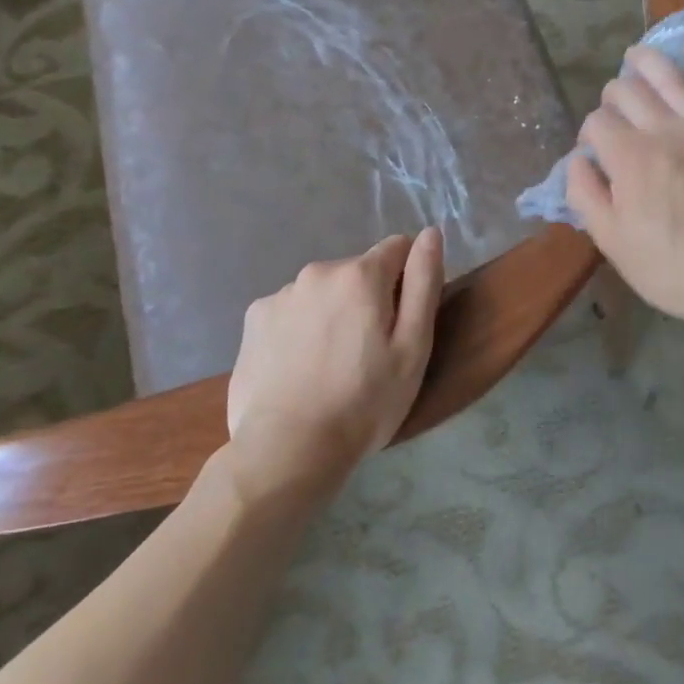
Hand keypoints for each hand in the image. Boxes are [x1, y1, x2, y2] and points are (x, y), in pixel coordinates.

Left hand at [225, 227, 444, 501]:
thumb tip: (430, 233)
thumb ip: (424, 282)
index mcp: (359, 275)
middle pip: (357, 272)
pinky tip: (299, 369)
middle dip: (367, 299)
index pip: (397, 248)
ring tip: (331, 366)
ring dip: (332, 313)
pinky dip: (299, 329)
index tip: (402, 323)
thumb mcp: (413, 347)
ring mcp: (280, 295)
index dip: (407, 281)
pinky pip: (290, 312)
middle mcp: (317, 272)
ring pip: (322, 292)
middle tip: (368, 353)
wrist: (287, 450)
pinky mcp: (253, 320)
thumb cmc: (364, 402)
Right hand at [567, 38, 683, 328]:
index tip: (594, 153)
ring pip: (671, 79)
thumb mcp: (615, 244)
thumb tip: (577, 160)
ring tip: (636, 53)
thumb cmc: (678, 269)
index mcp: (629, 158)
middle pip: (629, 93)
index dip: (589, 134)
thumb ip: (587, 197)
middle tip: (613, 106)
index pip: (597, 124)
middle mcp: (665, 130)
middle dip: (613, 94)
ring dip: (648, 62)